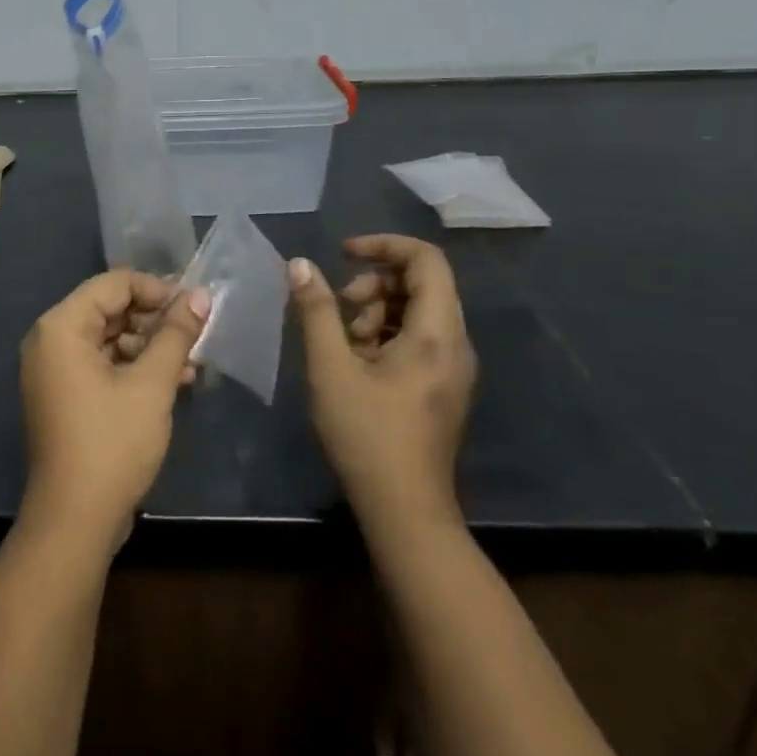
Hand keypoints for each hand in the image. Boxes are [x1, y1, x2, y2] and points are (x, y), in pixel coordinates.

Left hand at [18, 271, 211, 556]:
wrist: (74, 519)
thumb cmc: (112, 443)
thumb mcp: (151, 384)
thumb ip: (175, 334)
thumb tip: (200, 296)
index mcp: (61, 327)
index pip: (113, 284)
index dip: (156, 289)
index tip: (194, 306)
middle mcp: (50, 341)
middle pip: (109, 310)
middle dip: (155, 320)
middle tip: (197, 333)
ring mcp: (54, 371)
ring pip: (109, 340)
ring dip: (150, 347)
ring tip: (192, 363)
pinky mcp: (64, 396)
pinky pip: (101, 365)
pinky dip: (133, 369)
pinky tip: (174, 382)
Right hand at [289, 235, 476, 542]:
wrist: (405, 510)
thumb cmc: (366, 435)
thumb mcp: (330, 367)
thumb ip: (316, 311)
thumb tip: (300, 265)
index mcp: (437, 333)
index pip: (426, 260)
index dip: (383, 245)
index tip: (343, 254)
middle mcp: (456, 344)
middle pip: (421, 284)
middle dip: (374, 284)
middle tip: (338, 308)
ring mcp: (453, 367)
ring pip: (416, 312)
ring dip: (375, 311)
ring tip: (342, 343)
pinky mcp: (442, 386)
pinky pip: (417, 339)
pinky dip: (384, 335)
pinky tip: (355, 363)